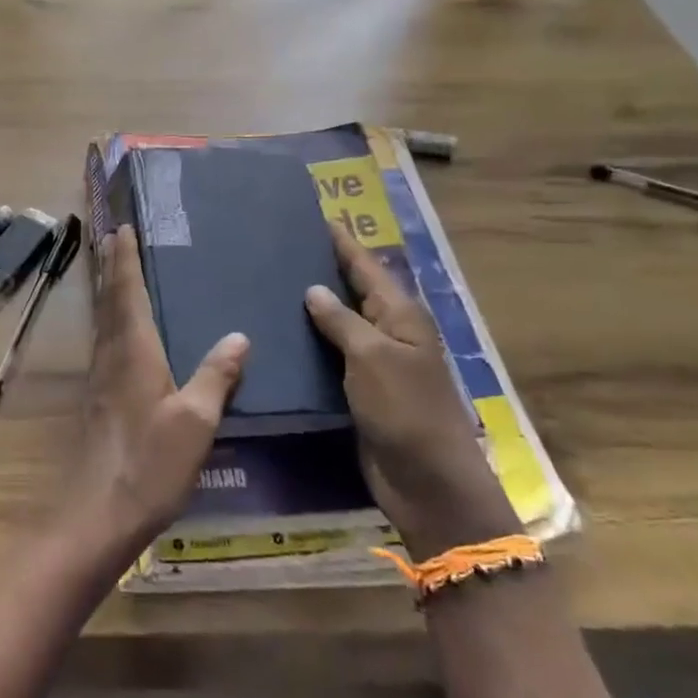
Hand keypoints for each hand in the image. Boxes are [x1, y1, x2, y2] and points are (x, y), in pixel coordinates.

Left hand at [64, 225, 248, 563]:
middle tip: (115, 238)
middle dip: (112, 268)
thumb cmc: (150, 463)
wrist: (99, 514)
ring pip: (104, 322)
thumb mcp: (195, 420)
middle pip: (109, 301)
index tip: (122, 228)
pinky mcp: (99, 400)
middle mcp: (111, 356)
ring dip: (110, 293)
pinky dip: (113, 322)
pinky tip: (125, 335)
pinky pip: (106, 345)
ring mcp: (100, 379)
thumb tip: (239, 335)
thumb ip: (216, 376)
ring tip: (118, 273)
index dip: (125, 259)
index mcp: (133, 351)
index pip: (127, 292)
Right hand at [306, 224, 518, 553]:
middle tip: (281, 250)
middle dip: (322, 270)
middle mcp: (389, 332)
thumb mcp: (373, 357)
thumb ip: (342, 321)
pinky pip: (330, 357)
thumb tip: (314, 289)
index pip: (365, 267)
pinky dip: (309, 344)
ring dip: (311, 308)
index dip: (341, 243)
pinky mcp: (360, 390)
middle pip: (352, 292)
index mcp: (400, 315)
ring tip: (271, 286)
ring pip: (338, 325)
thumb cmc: (404, 409)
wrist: (425, 479)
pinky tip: (279, 337)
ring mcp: (375, 363)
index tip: (314, 217)